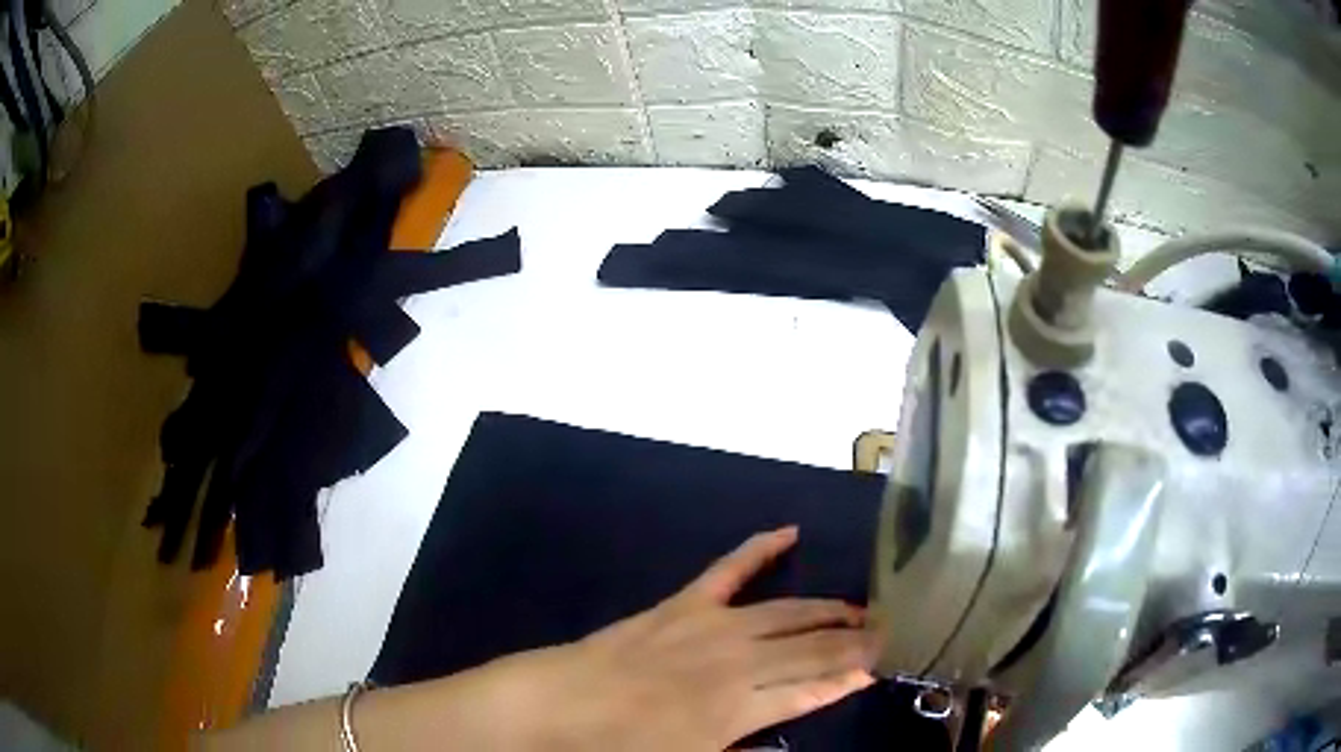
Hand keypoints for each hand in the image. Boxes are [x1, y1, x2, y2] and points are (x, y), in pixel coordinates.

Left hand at [500, 526, 878, 750]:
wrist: (558, 707)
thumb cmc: (622, 748)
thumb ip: (745, 748)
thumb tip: (785, 736)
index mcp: (740, 709)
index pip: (814, 689)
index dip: (851, 678)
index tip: (882, 666)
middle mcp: (737, 661)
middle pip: (811, 649)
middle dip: (855, 642)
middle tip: (892, 632)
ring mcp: (711, 625)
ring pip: (787, 613)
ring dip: (828, 610)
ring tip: (863, 610)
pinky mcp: (683, 604)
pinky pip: (729, 569)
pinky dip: (759, 548)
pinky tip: (789, 532)